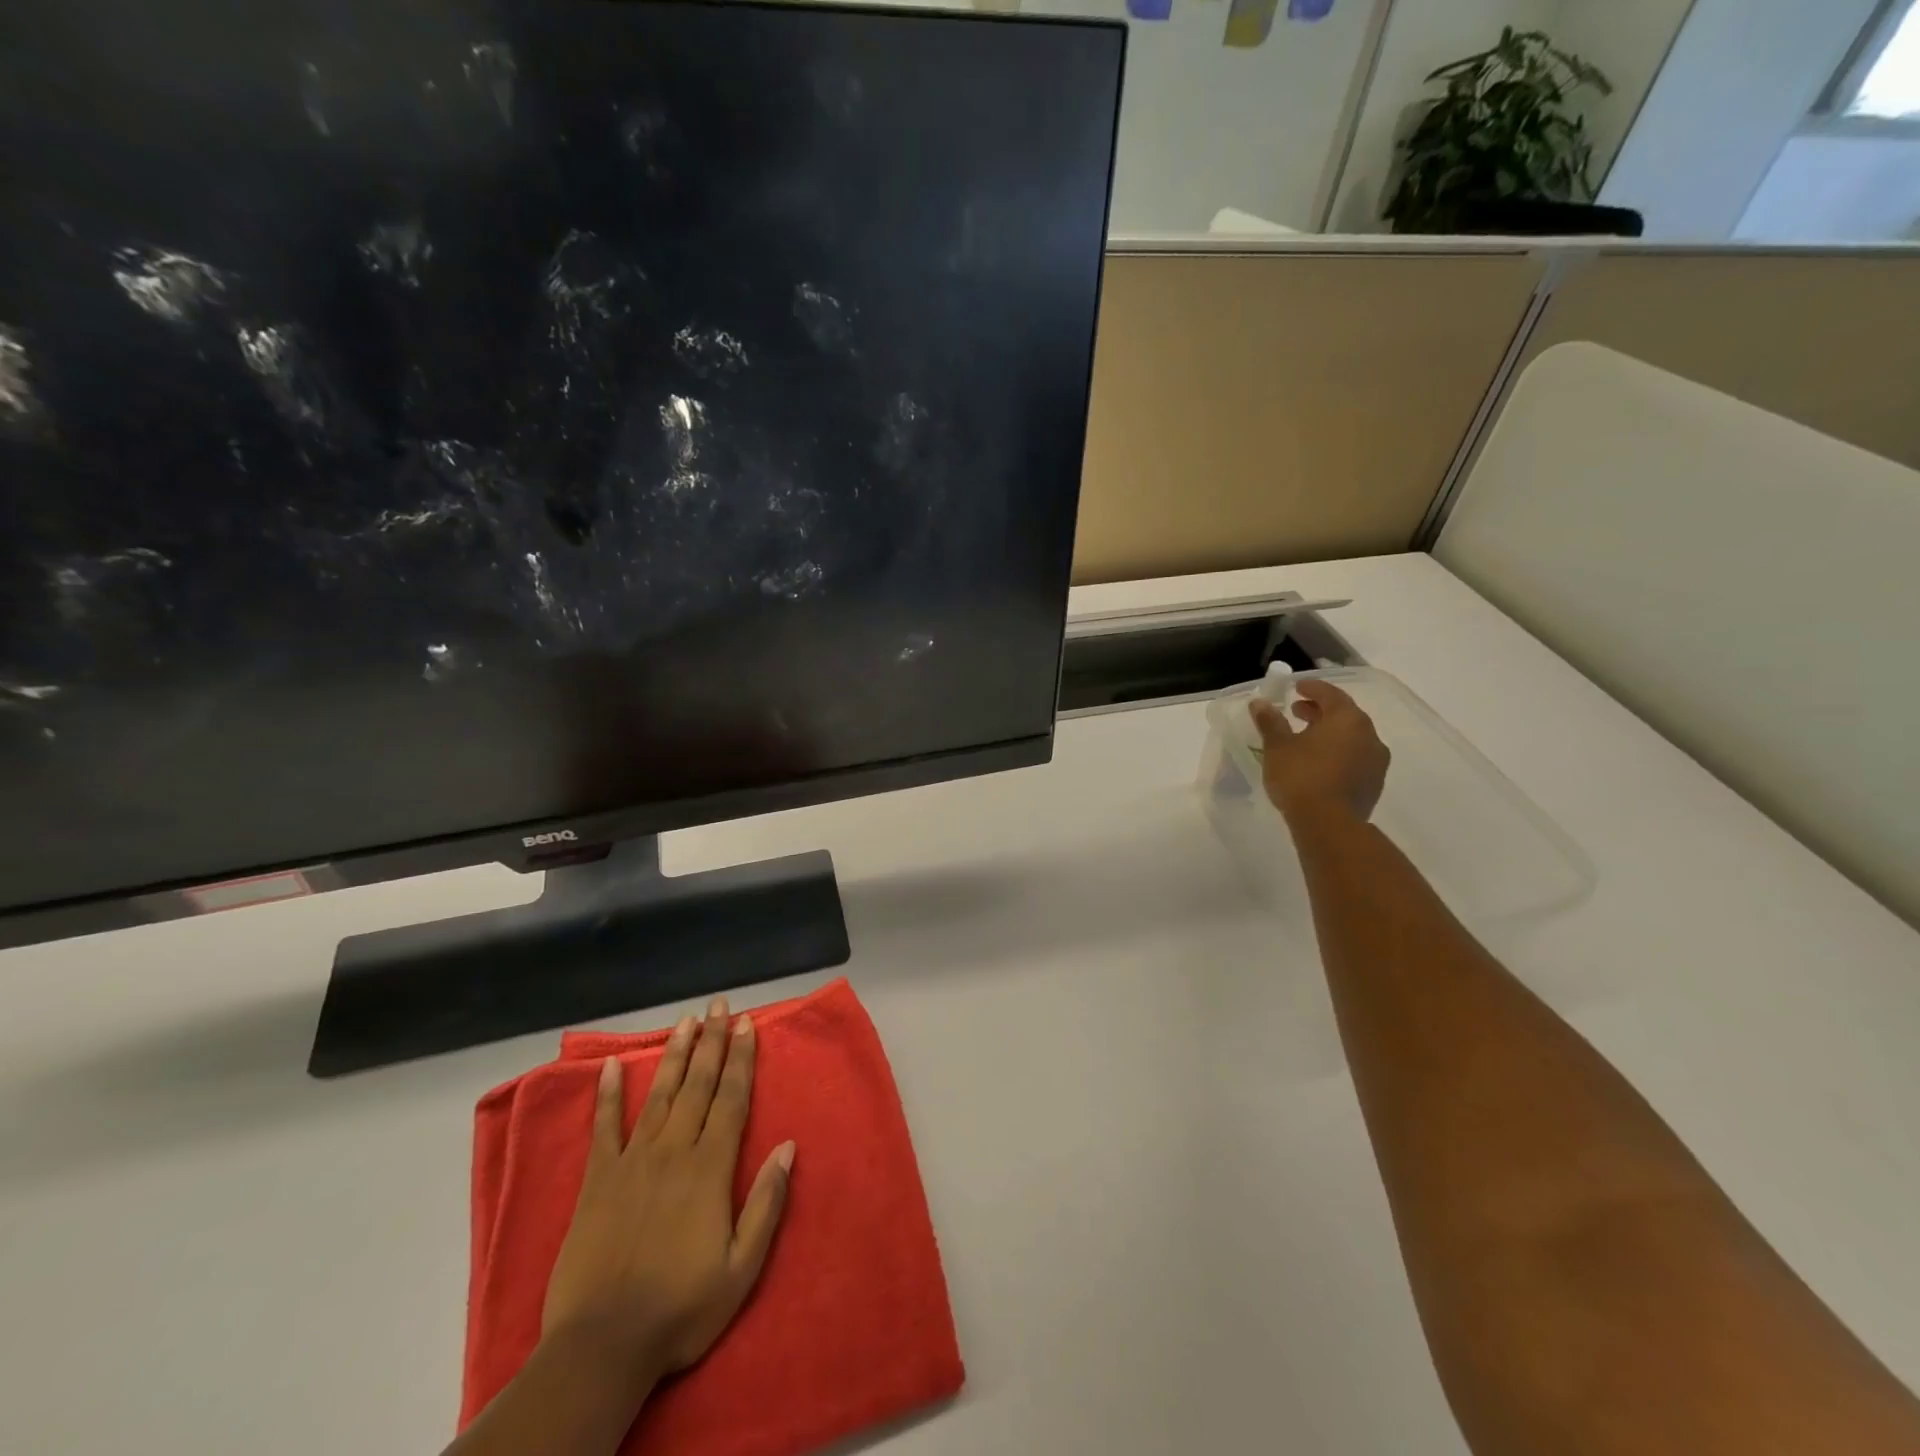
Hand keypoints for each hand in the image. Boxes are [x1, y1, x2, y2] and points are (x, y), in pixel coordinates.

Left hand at [542, 998, 794, 1387]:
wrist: (601, 1346)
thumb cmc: (681, 1308)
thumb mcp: (741, 1268)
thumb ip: (766, 1204)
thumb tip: (789, 1146)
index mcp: (709, 1168)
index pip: (731, 1099)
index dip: (741, 1059)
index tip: (747, 1024)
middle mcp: (673, 1151)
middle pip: (698, 1085)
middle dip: (713, 1042)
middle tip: (720, 1005)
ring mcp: (632, 1161)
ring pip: (659, 1095)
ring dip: (675, 1055)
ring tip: (686, 1021)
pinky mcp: (598, 1180)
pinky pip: (603, 1128)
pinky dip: (606, 1096)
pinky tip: (608, 1067)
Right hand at [1249, 680, 1389, 825]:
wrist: (1328, 824)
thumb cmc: (1301, 777)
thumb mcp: (1277, 747)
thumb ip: (1270, 722)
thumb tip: (1259, 703)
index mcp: (1347, 719)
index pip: (1331, 694)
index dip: (1312, 688)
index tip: (1296, 688)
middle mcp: (1369, 735)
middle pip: (1344, 715)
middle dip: (1320, 711)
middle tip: (1296, 712)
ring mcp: (1376, 761)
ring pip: (1352, 738)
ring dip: (1330, 734)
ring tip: (1306, 739)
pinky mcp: (1374, 783)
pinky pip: (1355, 758)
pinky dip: (1338, 753)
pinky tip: (1320, 764)